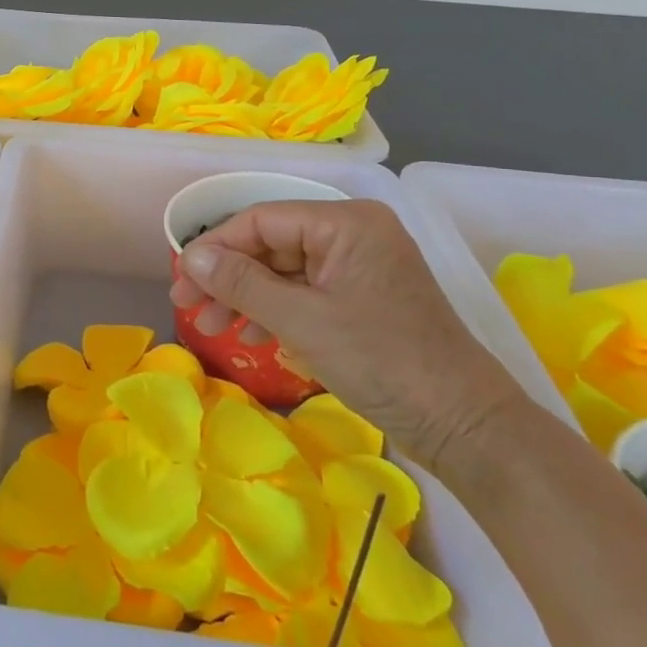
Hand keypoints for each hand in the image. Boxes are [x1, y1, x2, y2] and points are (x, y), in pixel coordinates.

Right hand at [170, 199, 530, 475]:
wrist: (464, 426)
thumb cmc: (382, 362)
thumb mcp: (301, 320)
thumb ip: (241, 283)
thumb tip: (191, 256)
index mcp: (346, 222)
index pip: (262, 219)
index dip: (215, 246)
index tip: (181, 278)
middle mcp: (353, 233)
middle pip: (271, 243)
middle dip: (228, 276)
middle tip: (188, 305)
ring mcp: (360, 266)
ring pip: (284, 269)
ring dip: (246, 296)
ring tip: (211, 326)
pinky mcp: (363, 297)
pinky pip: (306, 291)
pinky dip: (275, 310)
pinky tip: (252, 335)